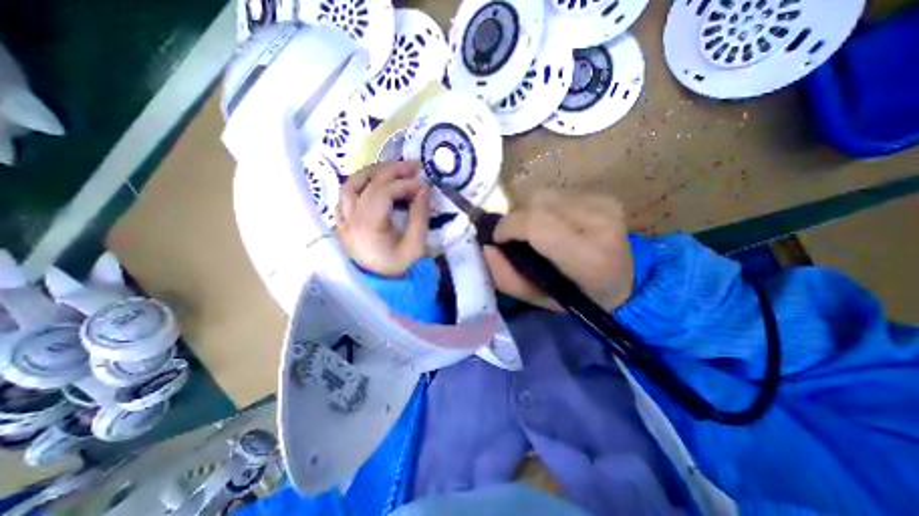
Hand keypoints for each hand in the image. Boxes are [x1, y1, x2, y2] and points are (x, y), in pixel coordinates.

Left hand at [335, 159, 430, 278]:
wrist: (382, 288)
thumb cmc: (400, 269)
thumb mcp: (416, 245)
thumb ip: (420, 215)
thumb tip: (424, 189)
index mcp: (368, 226)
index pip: (384, 192)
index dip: (406, 184)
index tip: (424, 186)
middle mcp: (350, 219)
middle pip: (367, 183)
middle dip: (392, 170)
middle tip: (413, 166)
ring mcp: (343, 221)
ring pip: (350, 185)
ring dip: (371, 173)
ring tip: (391, 170)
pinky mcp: (342, 225)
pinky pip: (344, 198)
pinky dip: (358, 186)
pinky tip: (372, 186)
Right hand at [484, 189, 635, 309]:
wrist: (626, 283)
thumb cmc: (578, 298)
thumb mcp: (537, 298)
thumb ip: (506, 276)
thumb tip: (486, 246)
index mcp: (588, 257)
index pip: (537, 224)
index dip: (509, 227)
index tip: (498, 240)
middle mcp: (601, 222)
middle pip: (537, 203)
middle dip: (516, 219)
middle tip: (517, 239)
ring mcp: (605, 204)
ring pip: (543, 194)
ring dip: (530, 212)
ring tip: (538, 233)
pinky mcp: (604, 195)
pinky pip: (556, 193)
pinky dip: (545, 208)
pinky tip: (555, 224)